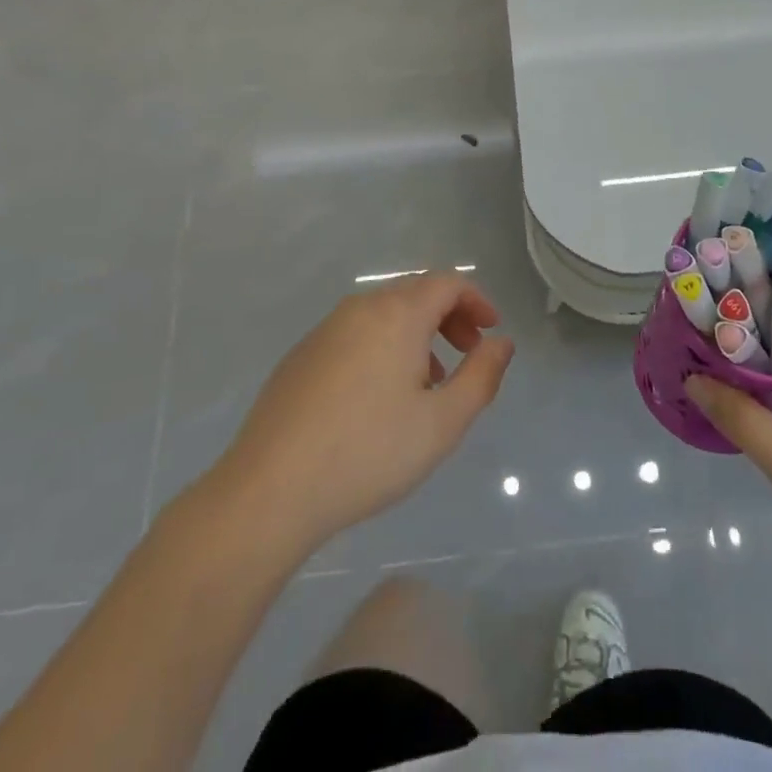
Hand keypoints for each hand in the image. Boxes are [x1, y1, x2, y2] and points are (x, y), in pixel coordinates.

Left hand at [211, 275, 515, 550]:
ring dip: (417, 334)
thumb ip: (482, 376)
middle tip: (468, 354)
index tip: (491, 332)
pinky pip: (356, 334)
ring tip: (429, 383)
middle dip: (450, 316)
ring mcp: (326, 329)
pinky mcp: (302, 355)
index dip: (476, 301)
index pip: (447, 283)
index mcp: (398, 314)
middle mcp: (361, 308)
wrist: (270, 489)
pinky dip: (383, 347)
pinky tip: (379, 398)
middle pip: (416, 293)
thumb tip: (501, 342)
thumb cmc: (369, 452)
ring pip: (384, 315)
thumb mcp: (442, 422)